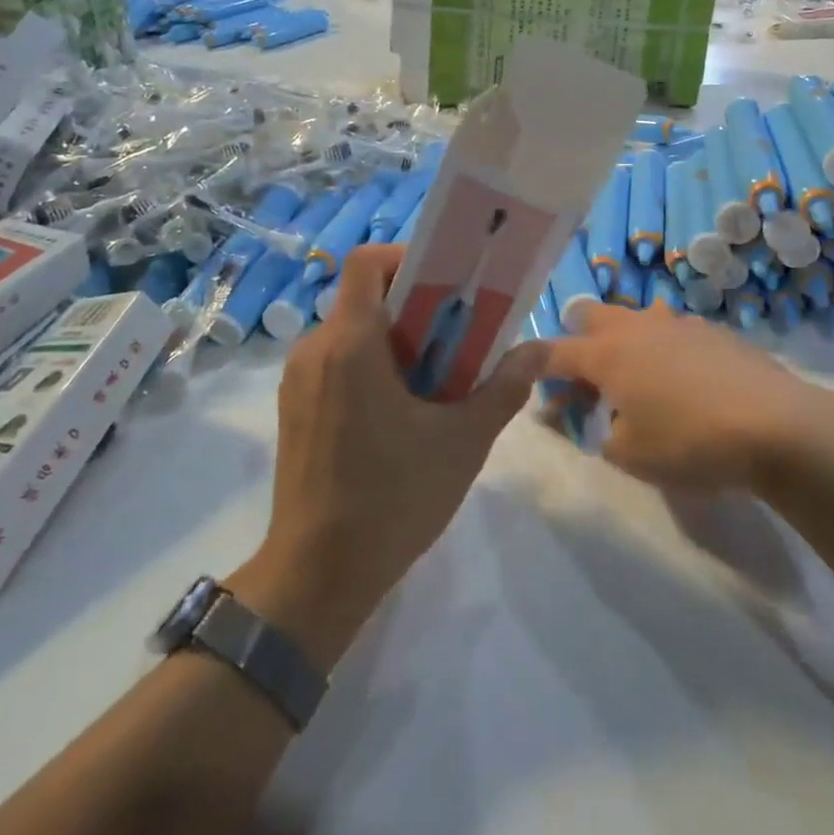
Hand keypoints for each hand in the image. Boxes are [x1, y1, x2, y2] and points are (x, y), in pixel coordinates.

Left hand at [247, 245, 544, 657]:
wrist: (314, 577)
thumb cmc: (391, 500)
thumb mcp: (462, 443)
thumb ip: (503, 388)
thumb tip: (539, 349)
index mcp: (350, 344)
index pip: (367, 262)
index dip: (408, 257)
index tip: (449, 283)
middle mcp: (315, 350)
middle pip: (365, 297)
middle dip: (416, 306)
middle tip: (461, 334)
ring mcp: (298, 380)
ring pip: (353, 332)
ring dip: (397, 340)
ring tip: (440, 377)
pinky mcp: (294, 408)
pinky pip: (338, 363)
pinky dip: (373, 366)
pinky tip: (404, 412)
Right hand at [544, 304, 833, 489]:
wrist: (777, 426)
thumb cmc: (691, 443)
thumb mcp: (631, 455)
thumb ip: (597, 435)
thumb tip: (588, 420)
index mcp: (607, 353)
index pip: (550, 351)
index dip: (531, 369)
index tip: (528, 387)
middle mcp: (637, 326)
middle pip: (589, 315)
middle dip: (577, 342)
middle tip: (588, 384)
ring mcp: (677, 323)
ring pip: (633, 318)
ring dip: (623, 343)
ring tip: (639, 385)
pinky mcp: (713, 330)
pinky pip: (671, 331)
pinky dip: (661, 350)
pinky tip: (684, 385)